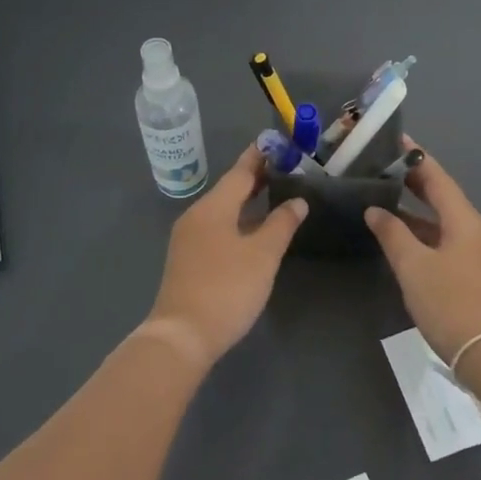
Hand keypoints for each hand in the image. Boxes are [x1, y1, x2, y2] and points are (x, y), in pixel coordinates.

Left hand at [146, 146, 307, 367]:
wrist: (182, 335)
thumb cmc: (227, 288)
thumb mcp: (263, 255)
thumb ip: (281, 224)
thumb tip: (297, 201)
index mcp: (213, 207)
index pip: (240, 172)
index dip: (260, 157)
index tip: (277, 143)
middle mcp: (196, 216)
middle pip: (229, 189)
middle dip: (256, 178)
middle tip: (284, 168)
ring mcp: (188, 239)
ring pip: (222, 210)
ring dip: (247, 201)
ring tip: (274, 195)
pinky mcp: (188, 260)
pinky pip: (216, 228)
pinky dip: (237, 221)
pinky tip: (253, 231)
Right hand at [364, 141, 480, 362]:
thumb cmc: (451, 303)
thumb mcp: (413, 266)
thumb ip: (392, 234)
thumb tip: (376, 210)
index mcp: (466, 221)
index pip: (438, 178)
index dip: (416, 159)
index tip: (397, 140)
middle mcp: (478, 231)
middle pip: (444, 199)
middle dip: (415, 184)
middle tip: (385, 169)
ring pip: (445, 223)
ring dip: (417, 214)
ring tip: (385, 202)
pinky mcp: (479, 276)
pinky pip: (448, 243)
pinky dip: (426, 236)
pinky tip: (404, 241)